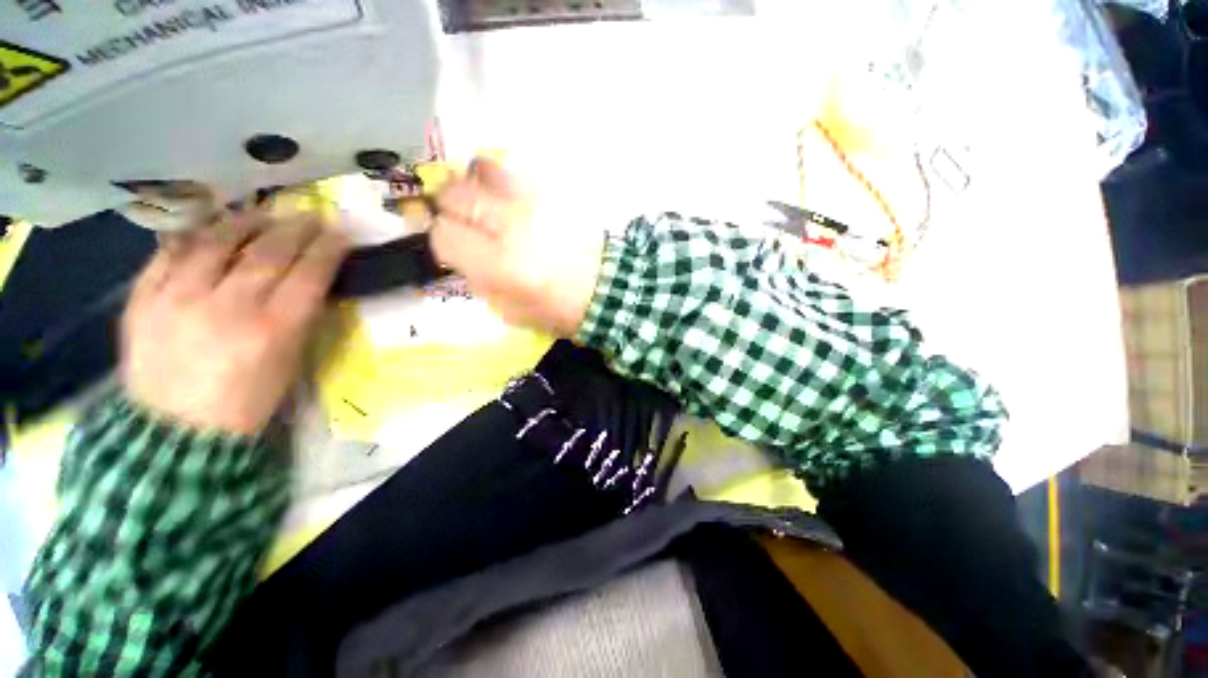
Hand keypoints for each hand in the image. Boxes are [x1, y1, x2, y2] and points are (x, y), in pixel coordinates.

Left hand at [121, 212, 348, 434]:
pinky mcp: (146, 295)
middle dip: (296, 226)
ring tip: (258, 219)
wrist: (170, 446)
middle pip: (270, 247)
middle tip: (307, 218)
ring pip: (220, 234)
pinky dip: (195, 238)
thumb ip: (293, 327)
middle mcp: (223, 306)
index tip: (338, 233)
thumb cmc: (232, 423)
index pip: (309, 272)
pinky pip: (174, 248)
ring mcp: (179, 295)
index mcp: (265, 337)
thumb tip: (306, 279)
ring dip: (247, 221)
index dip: (329, 246)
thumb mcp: (277, 382)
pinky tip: (208, 237)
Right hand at [432, 158, 602, 335]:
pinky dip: (496, 177)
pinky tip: (499, 191)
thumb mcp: (504, 309)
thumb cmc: (553, 306)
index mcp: (499, 263)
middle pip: (457, 195)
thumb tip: (457, 246)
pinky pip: (511, 170)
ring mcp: (533, 201)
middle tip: (453, 214)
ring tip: (474, 197)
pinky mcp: (550, 189)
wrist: (606, 286)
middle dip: (446, 203)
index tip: (448, 240)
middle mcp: (512, 224)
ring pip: (483, 170)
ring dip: (470, 182)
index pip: (445, 233)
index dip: (439, 235)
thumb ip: (474, 276)